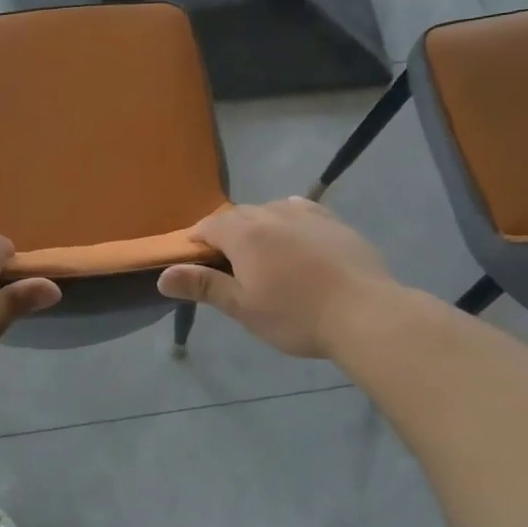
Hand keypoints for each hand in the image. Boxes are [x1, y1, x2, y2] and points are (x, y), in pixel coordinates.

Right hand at [157, 199, 399, 358]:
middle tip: (224, 262)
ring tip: (258, 251)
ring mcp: (306, 215)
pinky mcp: (333, 222)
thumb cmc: (296, 316)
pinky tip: (291, 231)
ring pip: (269, 210)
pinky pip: (300, 210)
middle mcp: (272, 214)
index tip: (192, 259)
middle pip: (238, 216)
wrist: (365, 313)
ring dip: (256, 225)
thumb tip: (162, 276)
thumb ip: (203, 286)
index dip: (195, 239)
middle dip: (225, 232)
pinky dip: (286, 218)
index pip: (209, 226)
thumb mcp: (244, 307)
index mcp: (245, 235)